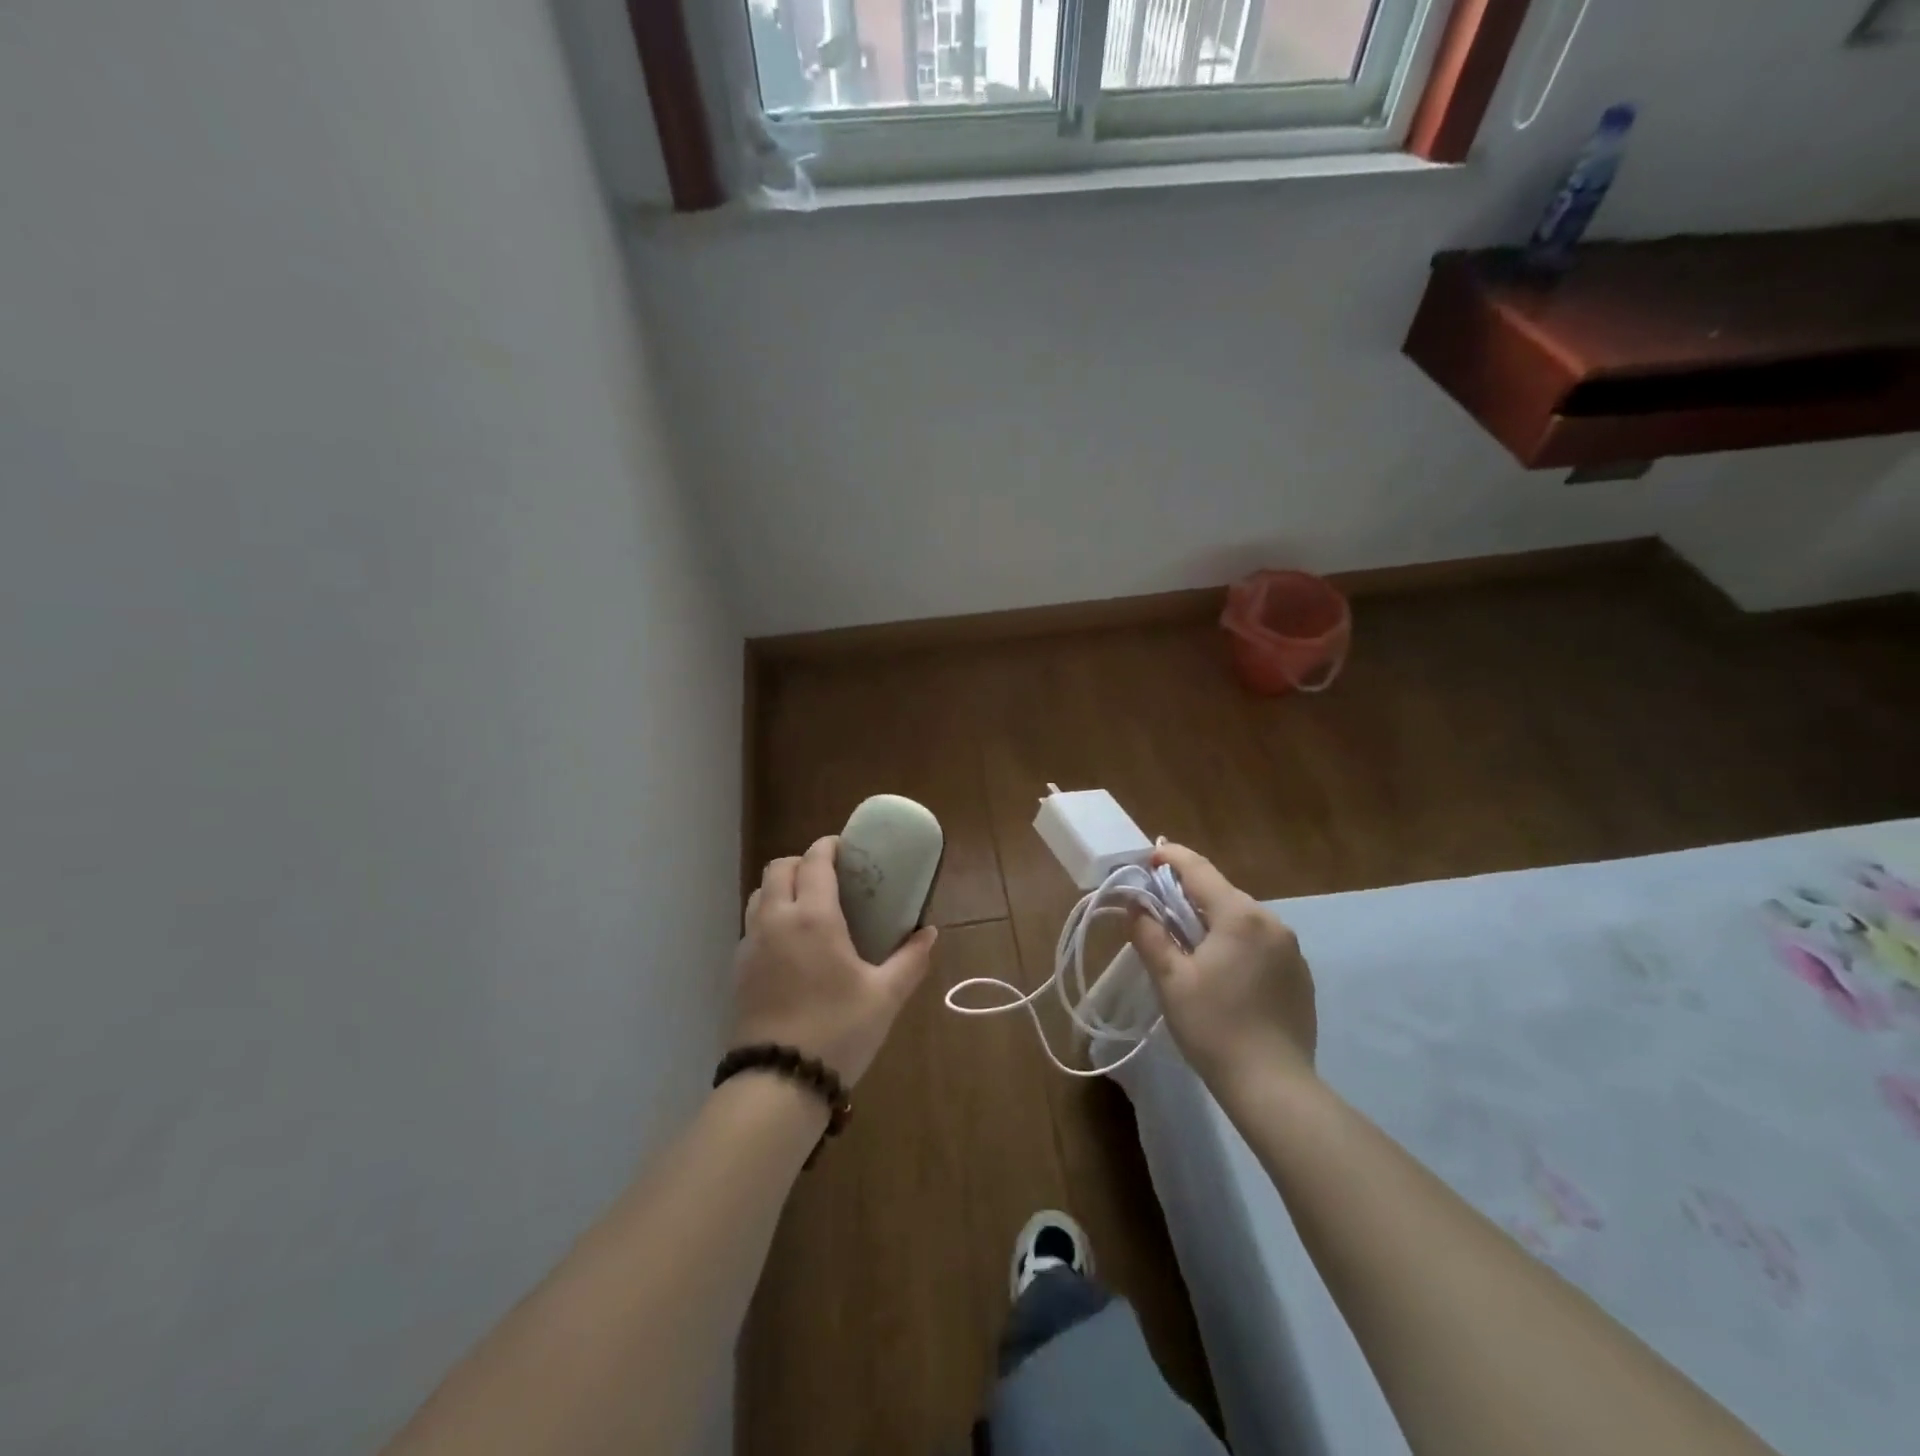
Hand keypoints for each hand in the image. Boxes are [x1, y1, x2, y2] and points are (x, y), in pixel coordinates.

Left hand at [731, 836, 936, 1085]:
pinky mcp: (737, 970)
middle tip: (829, 877)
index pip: (814, 861)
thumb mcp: (885, 996)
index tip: (846, 849)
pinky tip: (790, 946)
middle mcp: (775, 921)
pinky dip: (769, 917)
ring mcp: (750, 945)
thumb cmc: (838, 1031)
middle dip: (802, 862)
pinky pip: (751, 925)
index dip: (829, 846)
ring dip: (780, 887)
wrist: (778, 1084)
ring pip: (758, 894)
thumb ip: (910, 959)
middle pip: (778, 868)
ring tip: (808, 907)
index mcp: (813, 917)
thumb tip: (929, 932)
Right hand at [1128, 843, 1316, 1084]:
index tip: (1149, 858)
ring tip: (1188, 947)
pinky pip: (1261, 943)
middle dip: (1189, 895)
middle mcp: (1271, 922)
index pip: (1199, 870)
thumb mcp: (1170, 980)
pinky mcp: (1300, 975)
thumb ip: (1150, 934)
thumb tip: (1135, 906)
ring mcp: (1291, 949)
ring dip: (1213, 922)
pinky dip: (1236, 944)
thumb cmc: (1214, 1027)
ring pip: (1242, 919)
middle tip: (1159, 911)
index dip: (1171, 858)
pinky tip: (1223, 975)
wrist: (1274, 1087)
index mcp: (1239, 916)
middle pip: (1222, 894)